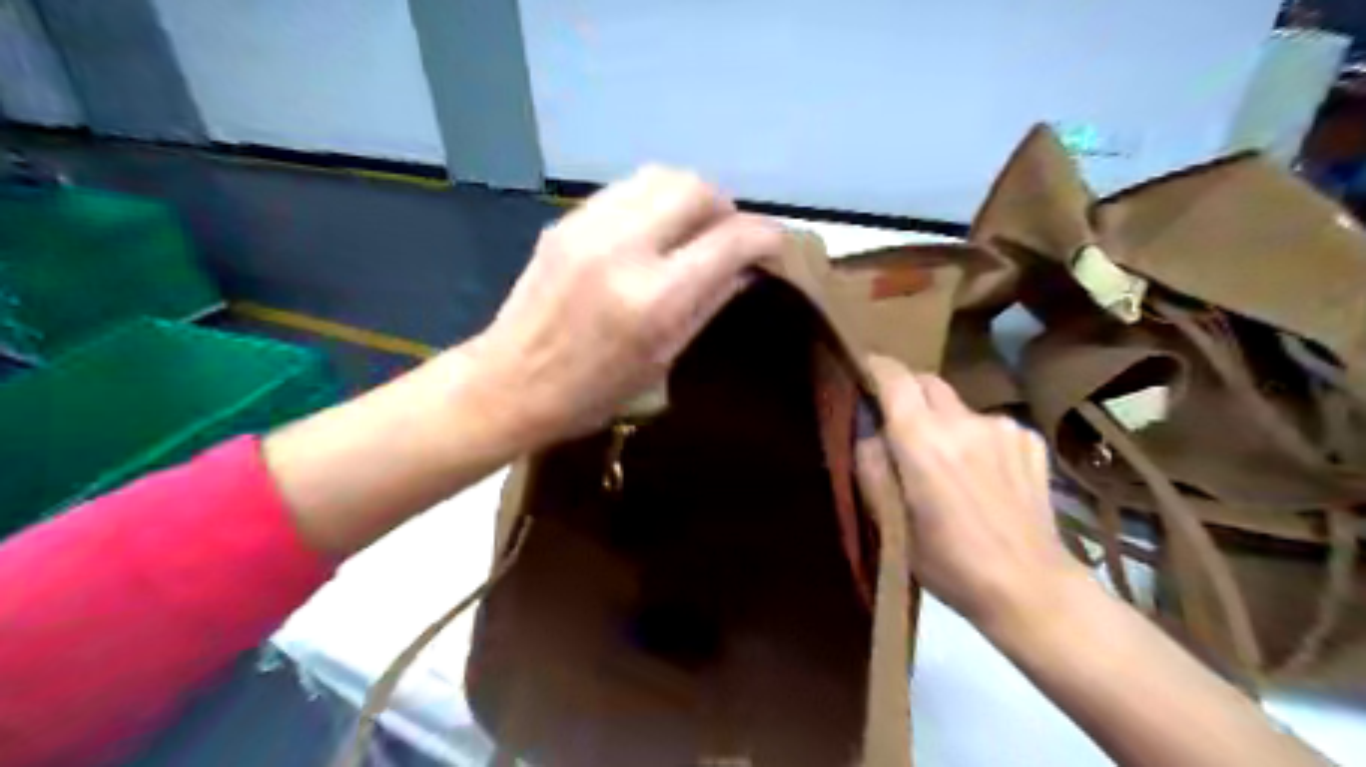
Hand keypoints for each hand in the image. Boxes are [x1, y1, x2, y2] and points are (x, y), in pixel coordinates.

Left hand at [470, 167, 785, 442]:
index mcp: (653, 299)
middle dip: (726, 208)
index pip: (729, 241)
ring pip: (660, 176)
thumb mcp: (662, 359)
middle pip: (695, 188)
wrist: (509, 384)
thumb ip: (709, 304)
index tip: (775, 247)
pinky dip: (654, 201)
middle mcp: (623, 249)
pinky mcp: (566, 221)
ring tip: (694, 230)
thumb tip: (746, 269)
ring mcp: (589, 227)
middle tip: (729, 237)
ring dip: (690, 197)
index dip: (764, 237)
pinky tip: (654, 231)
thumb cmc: (592, 393)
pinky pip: (626, 189)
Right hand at [870, 356, 1085, 636]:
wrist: (1029, 587)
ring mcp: (1003, 426)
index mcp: (922, 440)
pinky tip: (984, 476)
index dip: (875, 368)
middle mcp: (963, 420)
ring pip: (958, 406)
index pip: (894, 377)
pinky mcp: (1030, 439)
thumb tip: (870, 431)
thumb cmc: (947, 562)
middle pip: (927, 382)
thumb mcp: (890, 522)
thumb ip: (871, 466)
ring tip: (948, 464)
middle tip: (900, 426)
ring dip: (944, 422)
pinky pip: (989, 424)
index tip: (864, 374)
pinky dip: (976, 438)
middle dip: (907, 394)